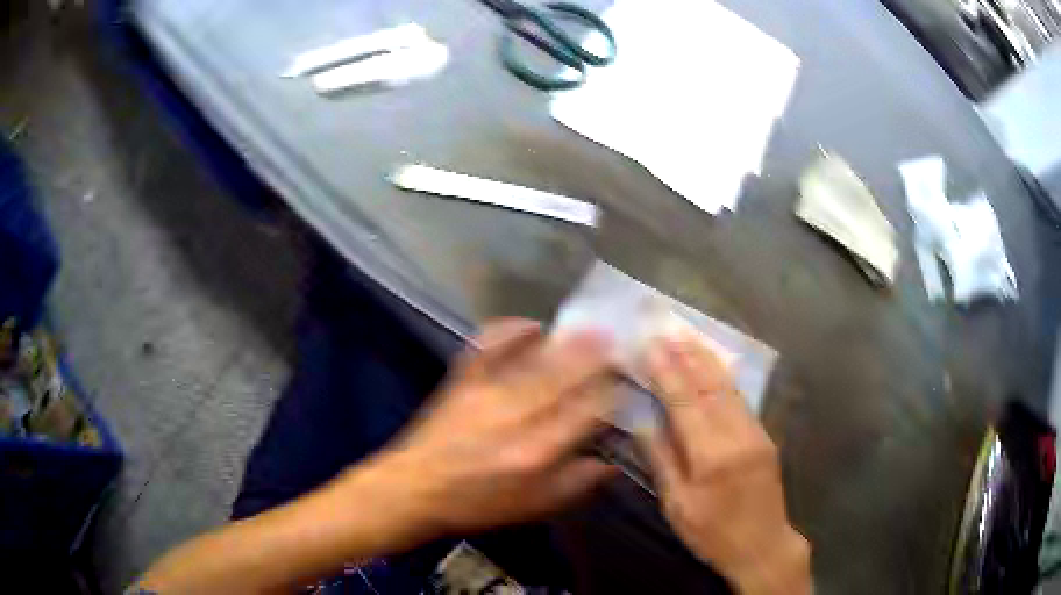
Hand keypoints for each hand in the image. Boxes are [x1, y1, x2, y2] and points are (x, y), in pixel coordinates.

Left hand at [363, 318, 619, 536]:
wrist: (415, 488)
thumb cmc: (478, 503)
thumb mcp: (535, 506)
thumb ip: (578, 483)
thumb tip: (612, 462)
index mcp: (539, 450)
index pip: (588, 411)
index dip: (612, 393)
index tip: (627, 383)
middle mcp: (517, 414)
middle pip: (566, 377)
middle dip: (596, 358)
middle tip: (619, 342)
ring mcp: (487, 392)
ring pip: (536, 360)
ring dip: (567, 343)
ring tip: (592, 329)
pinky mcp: (463, 379)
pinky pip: (489, 345)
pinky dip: (511, 330)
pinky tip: (532, 324)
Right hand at [640, 333, 810, 593]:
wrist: (763, 545)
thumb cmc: (712, 533)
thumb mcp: (677, 506)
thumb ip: (662, 460)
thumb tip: (643, 421)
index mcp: (710, 456)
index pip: (684, 402)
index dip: (666, 372)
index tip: (650, 346)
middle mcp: (736, 436)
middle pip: (708, 386)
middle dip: (686, 355)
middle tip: (666, 328)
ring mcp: (755, 432)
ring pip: (728, 387)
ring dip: (706, 359)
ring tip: (687, 336)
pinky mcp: (765, 436)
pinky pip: (741, 399)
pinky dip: (723, 377)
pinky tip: (713, 364)